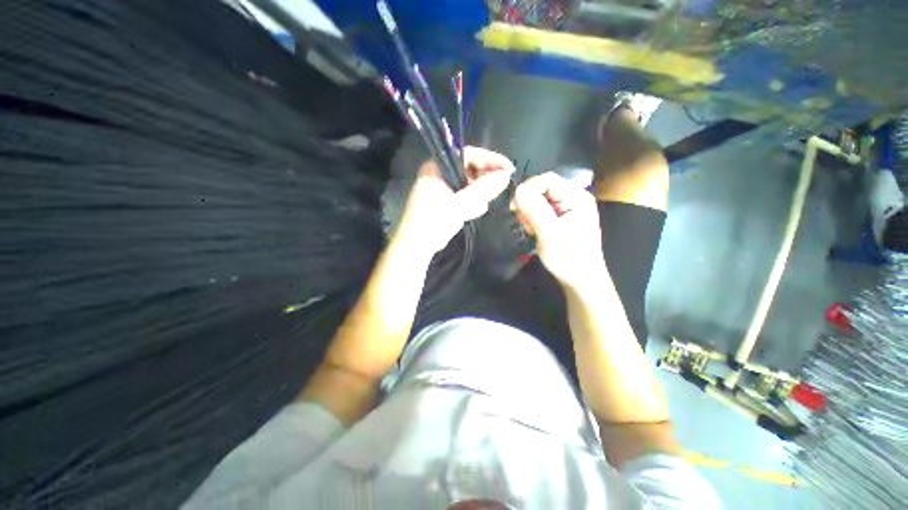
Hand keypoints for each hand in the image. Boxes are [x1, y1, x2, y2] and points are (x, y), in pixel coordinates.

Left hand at [395, 146, 513, 256]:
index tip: (507, 168)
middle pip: (468, 168)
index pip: (466, 154)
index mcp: (436, 167)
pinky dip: (471, 201)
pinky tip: (476, 211)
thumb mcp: (459, 205)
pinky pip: (463, 195)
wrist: (416, 247)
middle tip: (502, 185)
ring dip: (479, 192)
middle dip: (485, 178)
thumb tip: (505, 176)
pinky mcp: (444, 202)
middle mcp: (438, 174)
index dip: (489, 159)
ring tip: (487, 201)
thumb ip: (482, 190)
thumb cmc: (433, 223)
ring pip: (467, 183)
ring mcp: (441, 189)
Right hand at [512, 172, 606, 290]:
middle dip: (528, 202)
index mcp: (577, 197)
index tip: (514, 206)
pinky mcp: (562, 218)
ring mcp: (568, 209)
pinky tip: (533, 230)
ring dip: (529, 211)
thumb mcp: (550, 234)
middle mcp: (574, 198)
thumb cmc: (569, 258)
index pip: (548, 180)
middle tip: (521, 221)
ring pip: (540, 200)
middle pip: (544, 188)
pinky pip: (542, 210)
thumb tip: (518, 189)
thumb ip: (535, 210)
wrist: (580, 280)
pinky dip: (533, 218)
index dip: (528, 188)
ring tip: (529, 228)